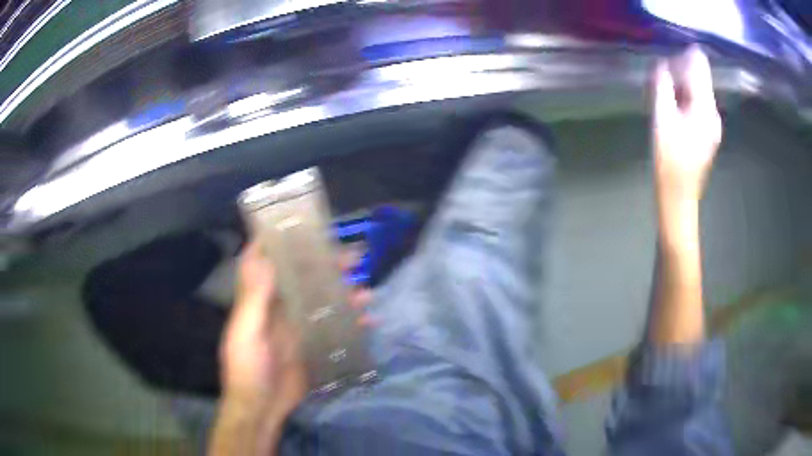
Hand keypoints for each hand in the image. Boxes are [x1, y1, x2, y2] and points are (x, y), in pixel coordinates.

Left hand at [212, 242, 371, 455]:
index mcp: (259, 300)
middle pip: (302, 279)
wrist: (261, 408)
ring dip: (343, 294)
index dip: (278, 242)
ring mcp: (297, 328)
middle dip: (323, 266)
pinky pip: (334, 328)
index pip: (266, 262)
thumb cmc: (247, 368)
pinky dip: (352, 323)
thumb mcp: (246, 332)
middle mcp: (279, 308)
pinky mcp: (313, 346)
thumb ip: (255, 298)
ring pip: (322, 301)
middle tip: (351, 257)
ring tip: (366, 290)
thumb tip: (261, 254)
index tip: (299, 225)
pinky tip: (369, 321)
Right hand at [652, 45, 721, 202]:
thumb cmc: (669, 161)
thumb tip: (661, 65)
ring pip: (697, 91)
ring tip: (663, 95)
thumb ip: (663, 87)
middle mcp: (713, 113)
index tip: (665, 59)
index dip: (682, 56)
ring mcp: (711, 124)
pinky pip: (696, 104)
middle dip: (679, 72)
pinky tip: (671, 108)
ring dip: (679, 86)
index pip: (699, 66)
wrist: (678, 198)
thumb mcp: (662, 119)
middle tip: (660, 80)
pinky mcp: (706, 133)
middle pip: (698, 78)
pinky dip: (683, 99)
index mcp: (706, 108)